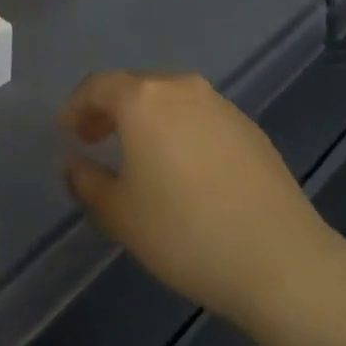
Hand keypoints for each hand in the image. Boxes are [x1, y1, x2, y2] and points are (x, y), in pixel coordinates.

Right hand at [60, 72, 336, 324]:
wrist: (278, 258)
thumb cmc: (183, 232)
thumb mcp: (119, 214)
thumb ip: (86, 182)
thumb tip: (73, 163)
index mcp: (143, 100)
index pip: (98, 86)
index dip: (77, 106)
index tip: (67, 131)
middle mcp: (182, 88)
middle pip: (136, 87)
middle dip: (111, 109)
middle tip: (96, 139)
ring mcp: (222, 106)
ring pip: (171, 100)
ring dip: (148, 119)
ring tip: (138, 155)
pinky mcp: (250, 128)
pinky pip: (201, 118)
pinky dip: (180, 131)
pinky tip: (183, 169)